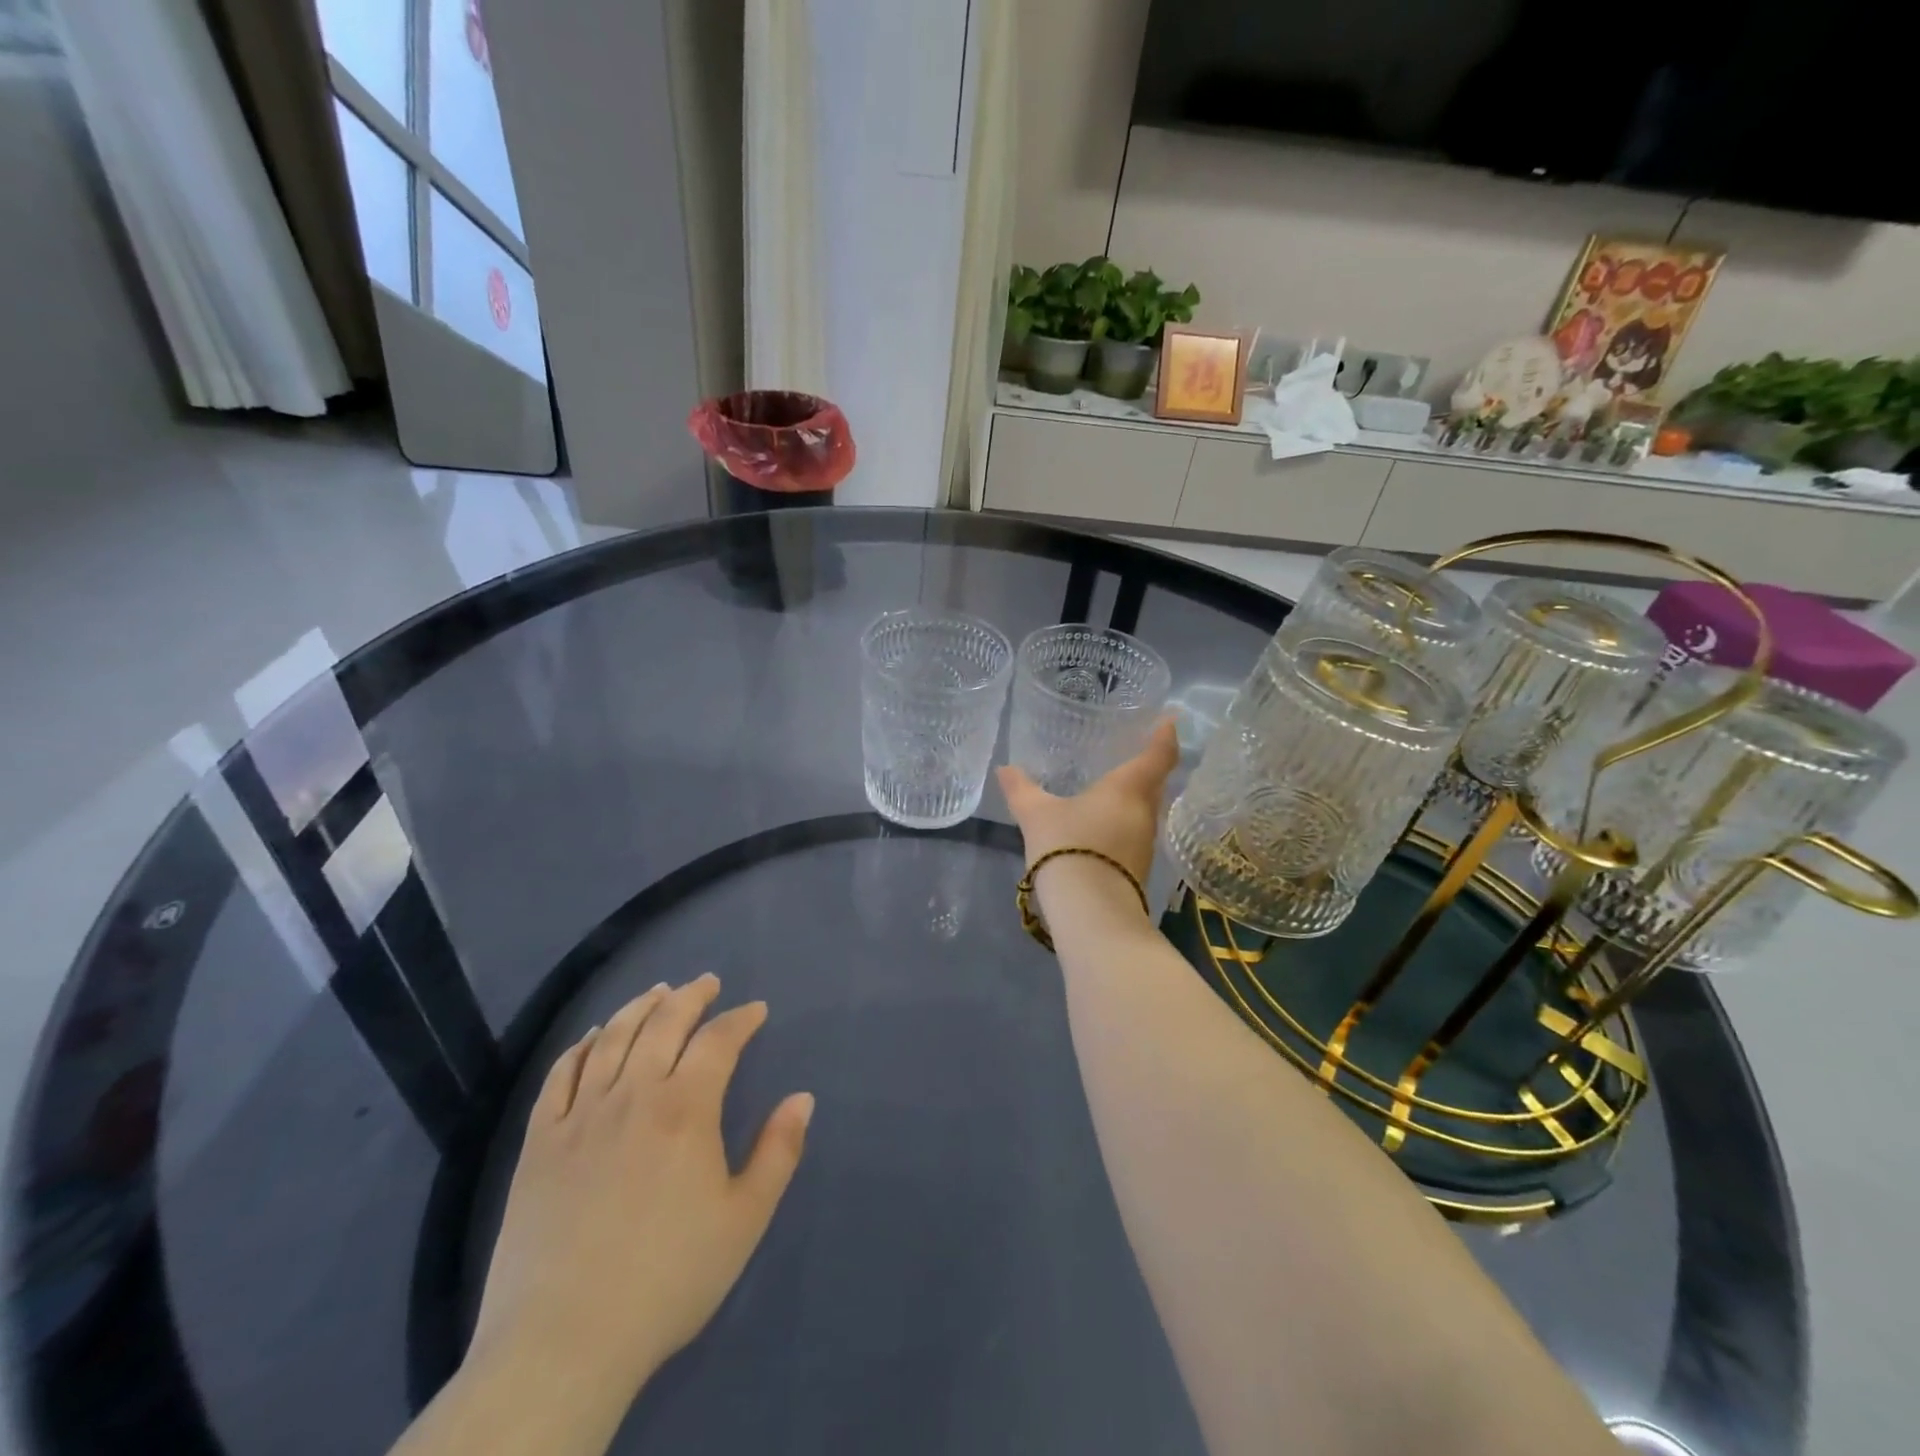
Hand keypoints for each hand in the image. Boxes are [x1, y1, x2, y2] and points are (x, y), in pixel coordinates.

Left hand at [470, 976, 813, 1400]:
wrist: (563, 1343)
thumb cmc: (667, 1278)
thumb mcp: (744, 1220)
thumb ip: (778, 1152)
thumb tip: (802, 1097)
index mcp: (685, 1108)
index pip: (718, 1041)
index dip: (741, 1019)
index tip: (756, 1010)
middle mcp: (632, 1095)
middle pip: (664, 1023)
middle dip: (691, 996)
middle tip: (707, 982)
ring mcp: (580, 1115)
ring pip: (612, 1038)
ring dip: (639, 1007)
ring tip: (657, 992)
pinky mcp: (539, 1142)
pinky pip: (559, 1076)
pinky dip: (581, 1046)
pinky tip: (593, 1036)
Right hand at [996, 718, 1180, 901]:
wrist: (1092, 914)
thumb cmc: (1068, 847)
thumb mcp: (1036, 815)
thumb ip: (1021, 790)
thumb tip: (1004, 769)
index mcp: (1128, 788)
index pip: (1158, 754)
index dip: (1165, 735)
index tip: (1170, 720)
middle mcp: (1145, 812)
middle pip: (1156, 783)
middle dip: (1148, 767)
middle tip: (1133, 751)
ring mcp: (1145, 844)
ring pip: (1145, 810)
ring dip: (1135, 797)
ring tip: (1113, 787)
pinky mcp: (1138, 868)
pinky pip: (1134, 833)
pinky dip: (1124, 822)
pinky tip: (1103, 825)